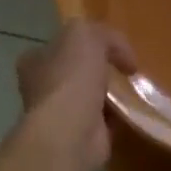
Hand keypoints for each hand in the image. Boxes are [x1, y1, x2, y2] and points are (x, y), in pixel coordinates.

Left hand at [16, 20, 136, 170]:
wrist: (70, 132)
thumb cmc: (71, 77)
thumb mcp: (86, 34)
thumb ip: (102, 34)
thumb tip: (120, 53)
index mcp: (35, 60)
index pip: (60, 45)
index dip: (85, 43)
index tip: (110, 47)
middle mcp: (42, 87)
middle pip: (77, 71)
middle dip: (100, 70)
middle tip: (126, 68)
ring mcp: (60, 114)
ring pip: (91, 96)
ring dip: (112, 93)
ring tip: (135, 87)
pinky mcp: (81, 136)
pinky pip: (105, 119)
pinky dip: (120, 115)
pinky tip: (134, 108)